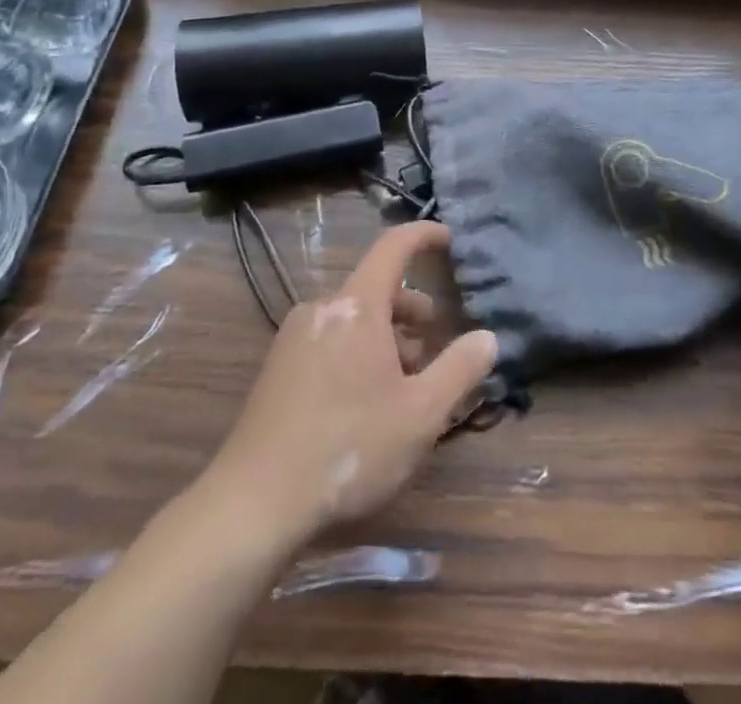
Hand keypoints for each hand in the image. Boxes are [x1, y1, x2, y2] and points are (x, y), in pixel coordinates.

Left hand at [205, 221, 496, 546]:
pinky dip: (358, 352)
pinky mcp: (277, 370)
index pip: (393, 246)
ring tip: (406, 381)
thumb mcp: (420, 414)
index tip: (450, 239)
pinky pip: (330, 341)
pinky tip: (367, 402)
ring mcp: (294, 338)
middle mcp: (322, 309)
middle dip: (412, 308)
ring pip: (353, 319)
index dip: (424, 235)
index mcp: (357, 306)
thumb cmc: (349, 448)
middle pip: (375, 288)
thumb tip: (487, 337)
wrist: (253, 504)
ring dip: (386, 336)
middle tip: (437, 341)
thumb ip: (459, 369)